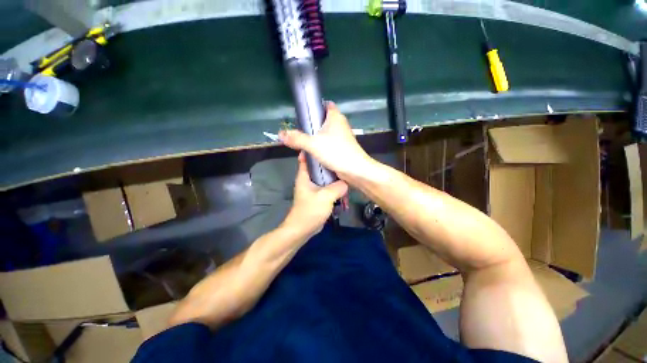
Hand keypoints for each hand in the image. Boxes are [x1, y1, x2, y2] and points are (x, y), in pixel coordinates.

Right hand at [279, 102, 374, 179]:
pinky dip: (321, 146)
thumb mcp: (313, 144)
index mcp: (335, 117)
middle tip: (299, 132)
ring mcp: (342, 137)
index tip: (303, 114)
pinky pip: (328, 144)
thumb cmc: (336, 152)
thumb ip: (296, 139)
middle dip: (311, 126)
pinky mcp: (342, 148)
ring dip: (315, 138)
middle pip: (322, 120)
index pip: (325, 105)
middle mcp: (340, 124)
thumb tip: (280, 134)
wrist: (355, 170)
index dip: (314, 107)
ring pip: (325, 133)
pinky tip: (312, 153)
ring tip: (303, 144)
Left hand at [282, 152, 347, 237]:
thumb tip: (347, 182)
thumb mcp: (325, 197)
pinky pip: (326, 186)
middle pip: (317, 166)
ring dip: (332, 174)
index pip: (305, 157)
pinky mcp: (318, 196)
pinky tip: (343, 183)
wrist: (303, 229)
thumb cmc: (310, 210)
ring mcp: (313, 188)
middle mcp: (307, 180)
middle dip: (327, 161)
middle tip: (340, 157)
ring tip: (344, 168)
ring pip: (323, 177)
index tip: (324, 143)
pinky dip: (333, 184)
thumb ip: (338, 187)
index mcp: (304, 176)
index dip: (313, 149)